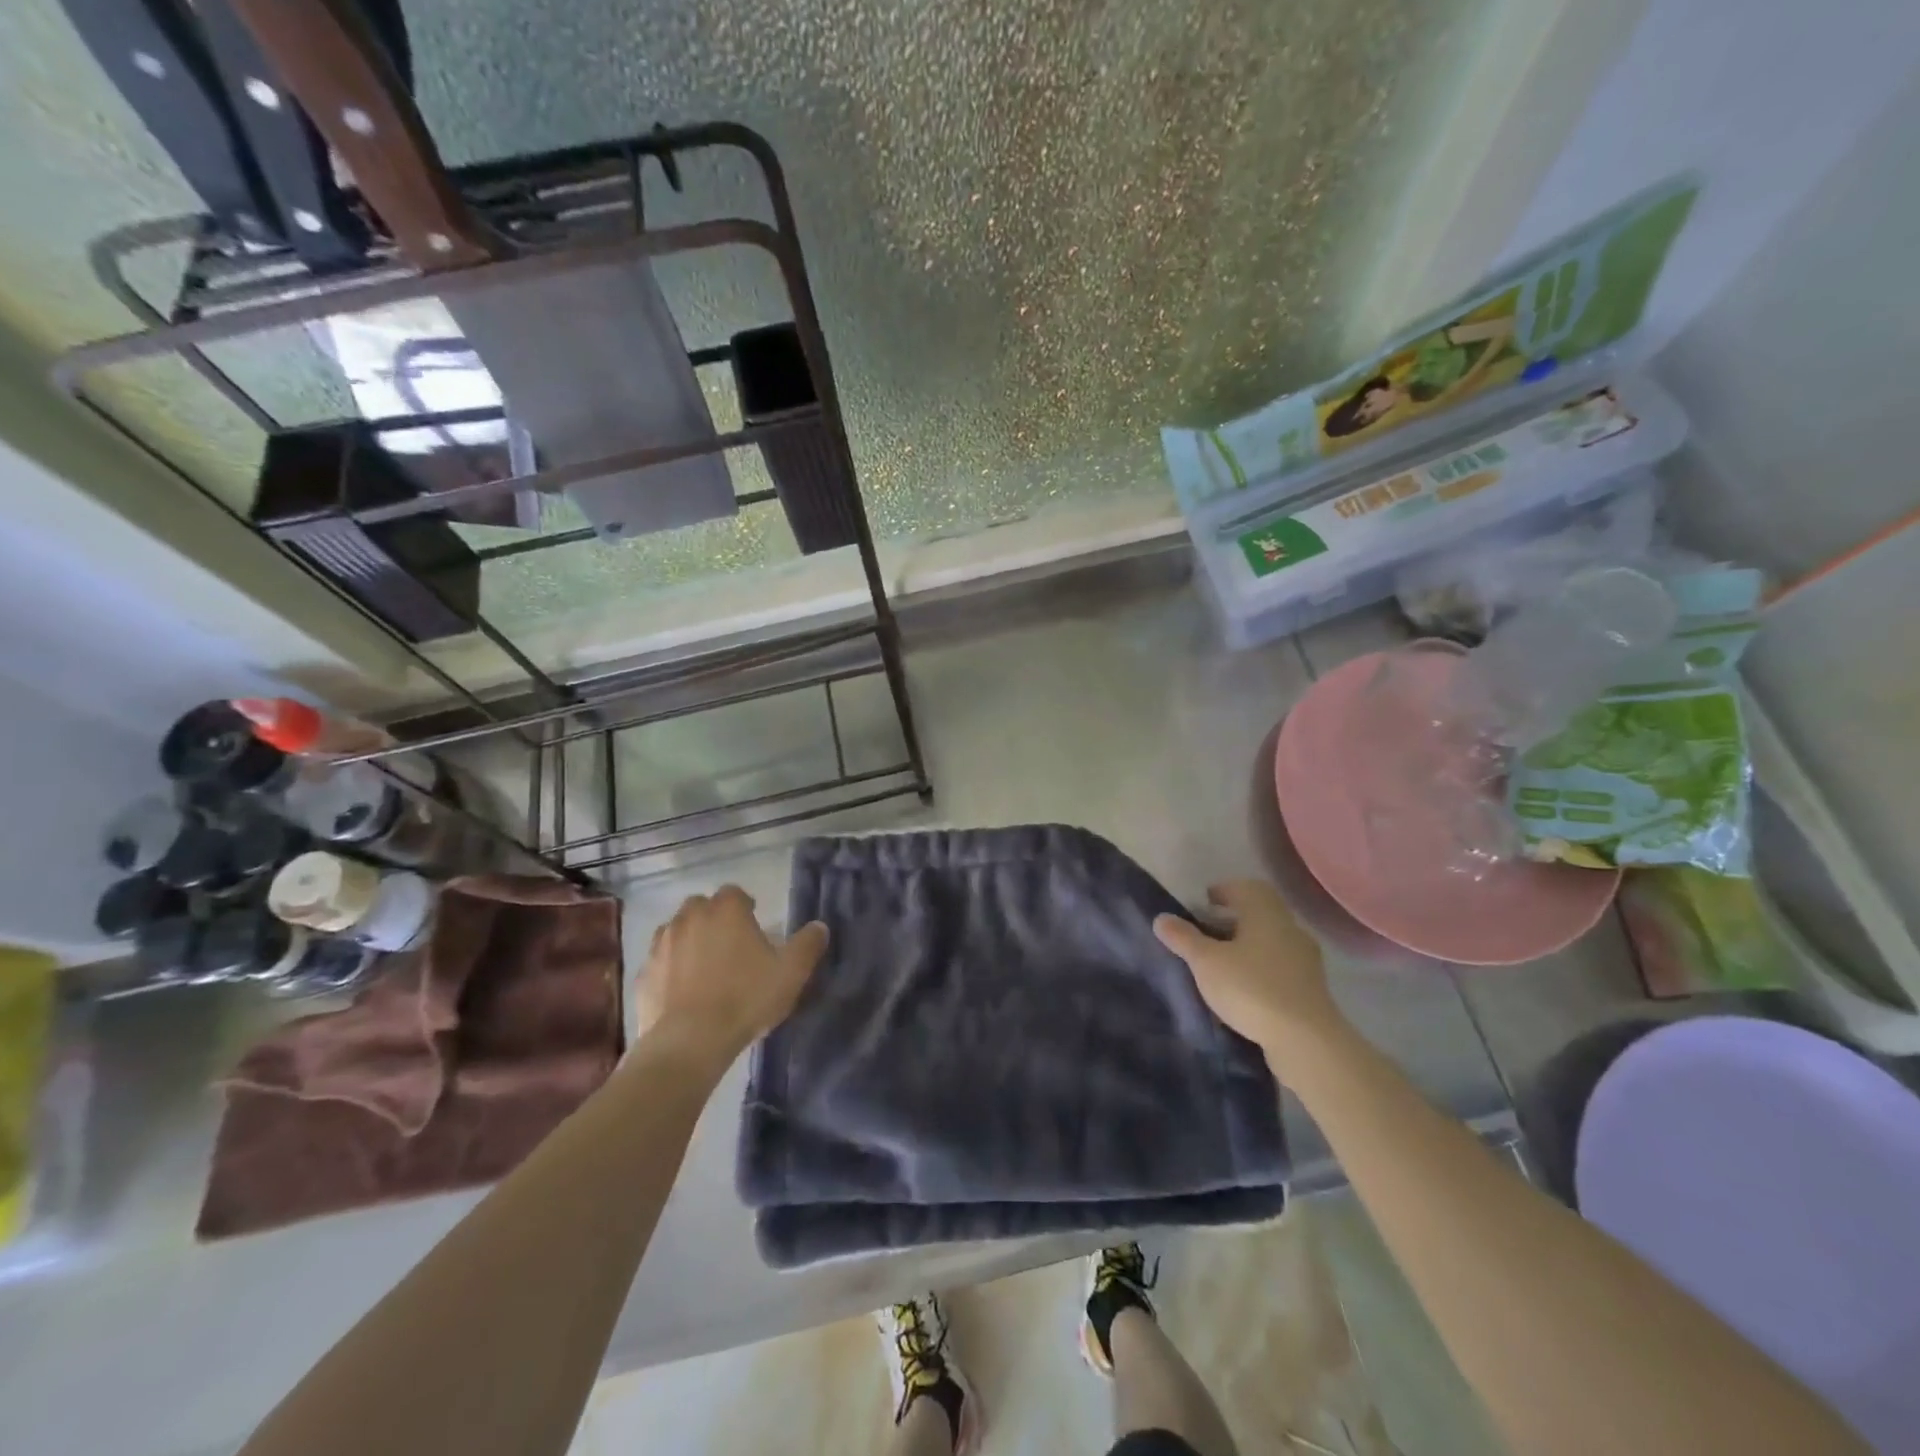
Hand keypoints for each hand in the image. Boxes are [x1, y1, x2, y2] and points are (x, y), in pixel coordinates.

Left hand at [634, 886, 828, 1069]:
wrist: (690, 1041)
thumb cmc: (746, 998)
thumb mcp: (791, 973)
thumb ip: (808, 945)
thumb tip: (820, 927)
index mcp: (726, 910)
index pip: (735, 893)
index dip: (745, 906)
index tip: (754, 925)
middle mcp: (690, 917)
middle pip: (701, 906)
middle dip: (714, 918)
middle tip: (730, 944)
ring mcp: (662, 944)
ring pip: (676, 930)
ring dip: (689, 940)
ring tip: (705, 966)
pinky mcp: (644, 974)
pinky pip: (659, 961)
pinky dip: (670, 968)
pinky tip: (681, 990)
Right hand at [1153, 879, 1341, 1055]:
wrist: (1306, 1041)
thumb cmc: (1252, 989)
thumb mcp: (1207, 963)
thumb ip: (1184, 938)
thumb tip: (1161, 918)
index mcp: (1267, 914)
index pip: (1246, 888)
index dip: (1224, 890)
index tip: (1205, 901)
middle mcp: (1290, 929)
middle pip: (1260, 914)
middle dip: (1234, 919)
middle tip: (1207, 931)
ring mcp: (1305, 960)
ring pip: (1271, 941)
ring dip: (1248, 946)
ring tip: (1222, 963)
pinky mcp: (1311, 989)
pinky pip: (1280, 967)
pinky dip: (1260, 969)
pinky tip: (1244, 988)